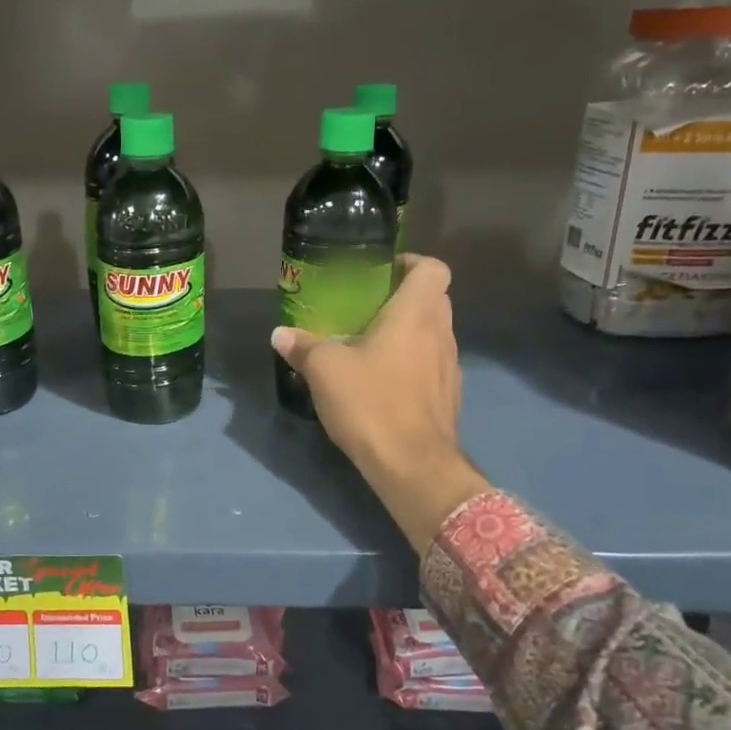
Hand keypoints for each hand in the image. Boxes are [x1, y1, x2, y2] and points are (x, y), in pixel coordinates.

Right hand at [272, 254, 488, 553]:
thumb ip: (303, 347)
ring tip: (371, 344)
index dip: (410, 263)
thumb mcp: (325, 371)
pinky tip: (384, 381)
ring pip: (434, 333)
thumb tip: (280, 334)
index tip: (381, 272)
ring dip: (409, 332)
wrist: (413, 466)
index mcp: (416, 314)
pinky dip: (412, 362)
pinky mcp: (448, 396)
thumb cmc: (372, 403)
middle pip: (434, 299)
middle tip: (367, 307)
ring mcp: (449, 367)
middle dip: (404, 297)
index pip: (432, 268)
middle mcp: (441, 333)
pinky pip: (432, 364)